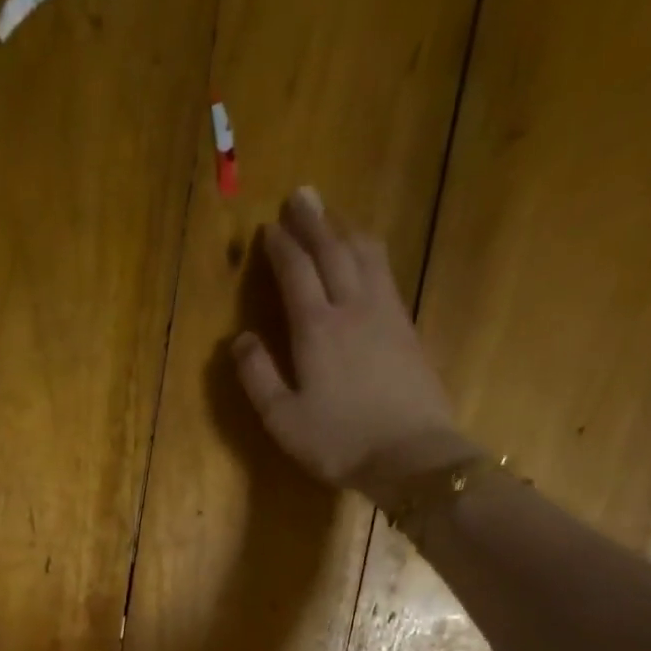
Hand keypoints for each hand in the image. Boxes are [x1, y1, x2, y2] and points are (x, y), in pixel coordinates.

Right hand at [231, 186, 480, 498]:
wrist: (411, 455)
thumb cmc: (338, 441)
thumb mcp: (282, 419)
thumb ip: (258, 376)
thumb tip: (239, 339)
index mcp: (316, 328)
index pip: (296, 272)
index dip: (281, 246)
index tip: (269, 226)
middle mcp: (352, 307)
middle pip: (332, 251)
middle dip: (314, 221)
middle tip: (301, 195)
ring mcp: (386, 313)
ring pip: (365, 254)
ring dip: (345, 230)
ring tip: (333, 216)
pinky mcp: (407, 327)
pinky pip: (385, 273)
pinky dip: (370, 253)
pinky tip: (367, 255)